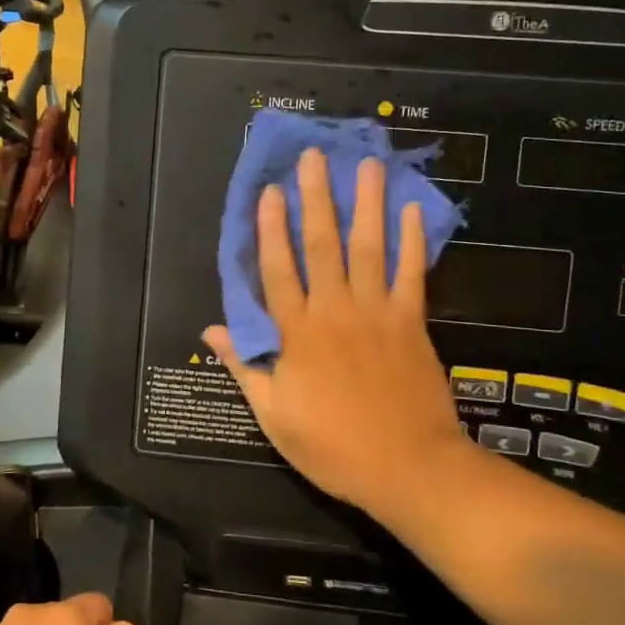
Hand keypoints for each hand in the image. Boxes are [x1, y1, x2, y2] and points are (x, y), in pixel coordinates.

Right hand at [205, 150, 465, 514]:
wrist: (409, 468)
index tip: (270, 191)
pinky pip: (411, 274)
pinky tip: (411, 209)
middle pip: (322, 245)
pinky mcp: (412, 323)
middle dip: (316, 198)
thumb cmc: (334, 447)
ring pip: (368, 248)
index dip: (271, 229)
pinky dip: (412, 241)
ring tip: (366, 165)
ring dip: (366, 204)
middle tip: (315, 156)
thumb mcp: (275, 416)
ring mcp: (377, 313)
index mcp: (297, 334)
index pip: (278, 270)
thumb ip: (246, 366)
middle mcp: (335, 312)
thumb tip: (212, 329)